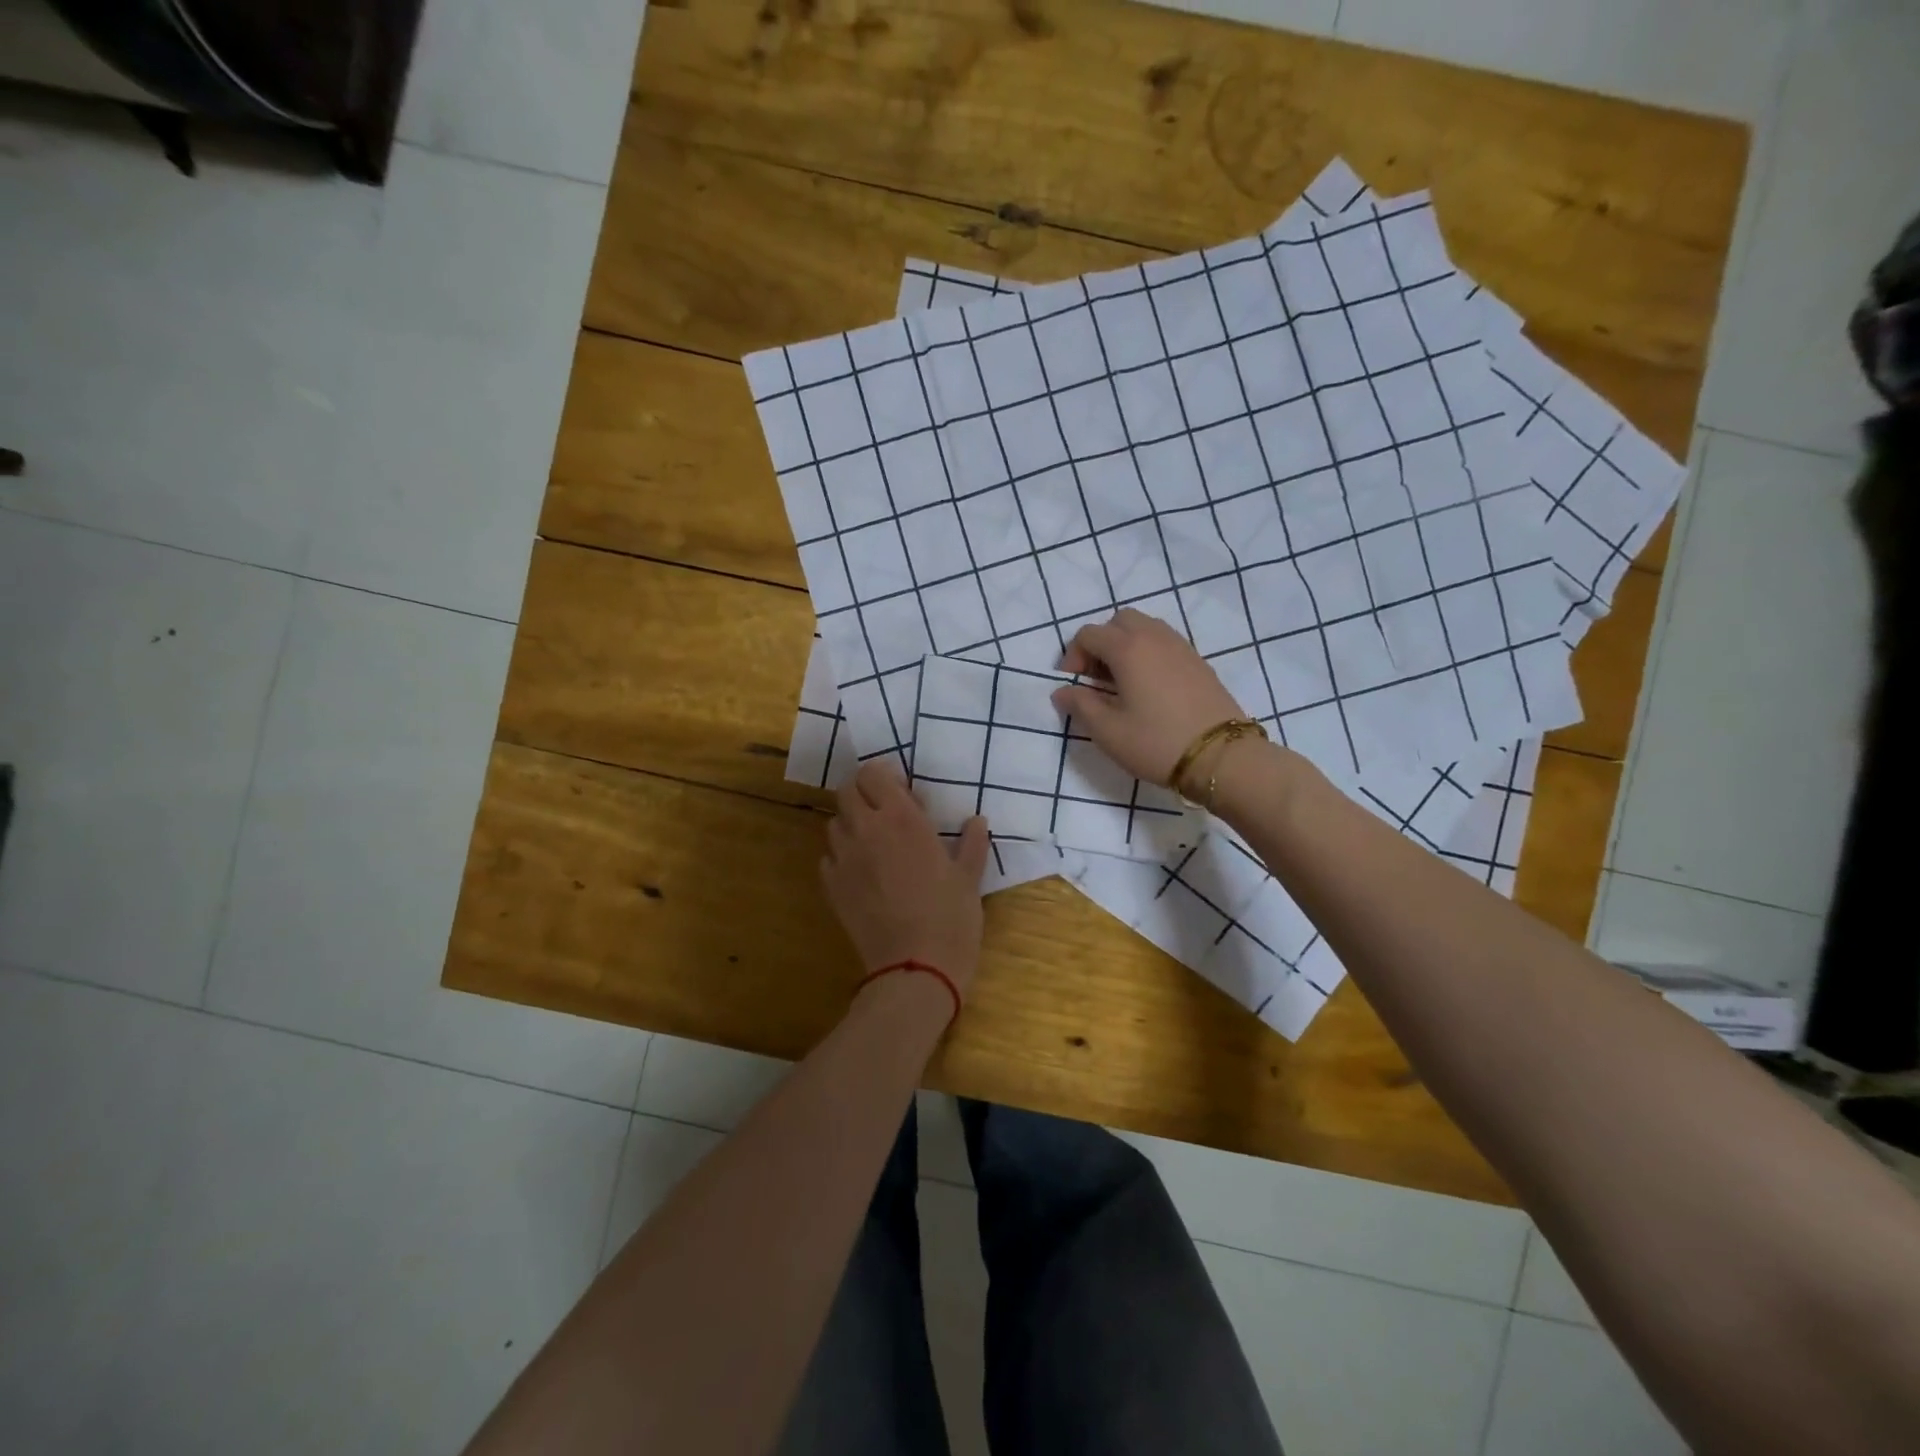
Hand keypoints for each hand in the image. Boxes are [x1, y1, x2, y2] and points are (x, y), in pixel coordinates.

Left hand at [820, 761, 990, 996]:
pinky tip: (861, 873)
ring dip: (851, 824)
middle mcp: (867, 830)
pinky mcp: (831, 887)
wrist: (915, 968)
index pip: (873, 774)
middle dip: (862, 793)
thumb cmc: (951, 918)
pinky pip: (828, 858)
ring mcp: (844, 859)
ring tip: (873, 843)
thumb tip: (976, 822)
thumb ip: (971, 844)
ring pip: (834, 823)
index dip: (883, 776)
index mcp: (902, 819)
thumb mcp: (969, 878)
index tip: (901, 790)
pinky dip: (841, 857)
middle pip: (846, 791)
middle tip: (884, 812)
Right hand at [1050, 609, 1247, 787]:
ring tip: (1122, 684)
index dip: (1073, 657)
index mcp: (1127, 648)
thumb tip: (1063, 691)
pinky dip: (1148, 654)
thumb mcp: (1108, 731)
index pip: (1088, 634)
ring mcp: (1181, 646)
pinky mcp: (1198, 661)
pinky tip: (1149, 689)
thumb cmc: (1156, 742)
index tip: (1075, 686)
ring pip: (1144, 628)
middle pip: (1119, 621)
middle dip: (1101, 644)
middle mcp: (1154, 636)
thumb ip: (1080, 705)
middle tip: (1097, 679)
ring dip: (1125, 646)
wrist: (1222, 756)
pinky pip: (1164, 643)